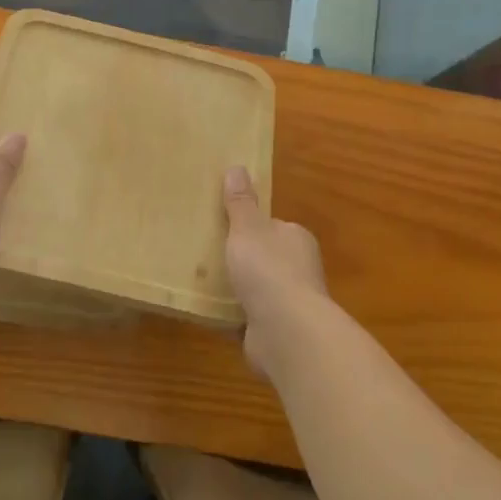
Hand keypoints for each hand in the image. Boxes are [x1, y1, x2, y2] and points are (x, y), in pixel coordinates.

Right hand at [222, 166, 329, 372]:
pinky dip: (231, 315)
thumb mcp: (247, 228)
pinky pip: (247, 318)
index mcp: (296, 240)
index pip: (273, 227)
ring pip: (256, 290)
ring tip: (201, 282)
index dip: (250, 227)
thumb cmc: (268, 270)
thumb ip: (240, 203)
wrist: (286, 331)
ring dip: (236, 289)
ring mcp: (288, 303)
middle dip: (241, 259)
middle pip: (265, 259)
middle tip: (205, 254)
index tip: (223, 227)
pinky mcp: (275, 331)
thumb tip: (237, 167)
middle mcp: (298, 270)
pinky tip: (207, 311)